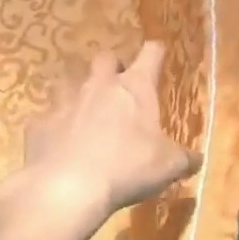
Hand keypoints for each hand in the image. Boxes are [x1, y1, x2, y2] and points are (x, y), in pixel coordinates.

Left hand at [16, 42, 200, 226]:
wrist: (66, 188)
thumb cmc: (126, 168)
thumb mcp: (167, 166)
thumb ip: (184, 159)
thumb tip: (198, 159)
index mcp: (135, 87)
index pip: (151, 52)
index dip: (156, 51)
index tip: (158, 54)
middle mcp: (99, 85)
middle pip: (105, 57)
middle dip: (112, 67)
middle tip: (118, 86)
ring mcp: (66, 102)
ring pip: (69, 81)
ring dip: (78, 92)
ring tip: (84, 112)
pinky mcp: (40, 125)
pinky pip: (47, 118)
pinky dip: (54, 127)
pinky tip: (58, 144)